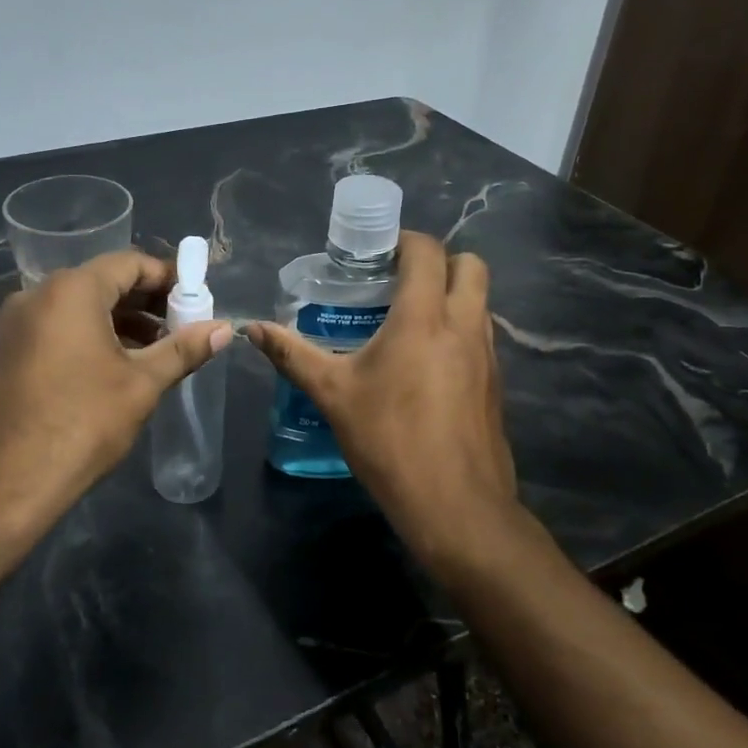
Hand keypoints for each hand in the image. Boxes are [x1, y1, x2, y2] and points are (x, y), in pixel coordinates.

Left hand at [0, 250, 231, 530]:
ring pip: (79, 307)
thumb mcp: (141, 384)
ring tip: (156, 349)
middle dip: (146, 301)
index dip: (168, 277)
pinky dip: (91, 336)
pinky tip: (116, 366)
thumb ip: (183, 350)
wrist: (6, 484)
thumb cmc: (82, 423)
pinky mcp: (7, 352)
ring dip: (121, 321)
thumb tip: (223, 329)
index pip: (129, 263)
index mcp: (70, 291)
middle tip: (182, 325)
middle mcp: (37, 295)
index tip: (196, 299)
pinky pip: (57, 328)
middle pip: (103, 282)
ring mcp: (16, 325)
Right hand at [246, 232, 518, 574]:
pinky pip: (482, 335)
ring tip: (409, 320)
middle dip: (439, 261)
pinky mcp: (496, 382)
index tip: (377, 256)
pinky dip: (460, 330)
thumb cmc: (389, 441)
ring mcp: (487, 354)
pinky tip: (427, 363)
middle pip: (470, 265)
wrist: (455, 505)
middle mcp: (464, 325)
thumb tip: (252, 328)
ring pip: (481, 300)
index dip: (404, 242)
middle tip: (399, 282)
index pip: (427, 252)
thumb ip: (293, 355)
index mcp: (424, 318)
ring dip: (452, 295)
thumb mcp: (333, 395)